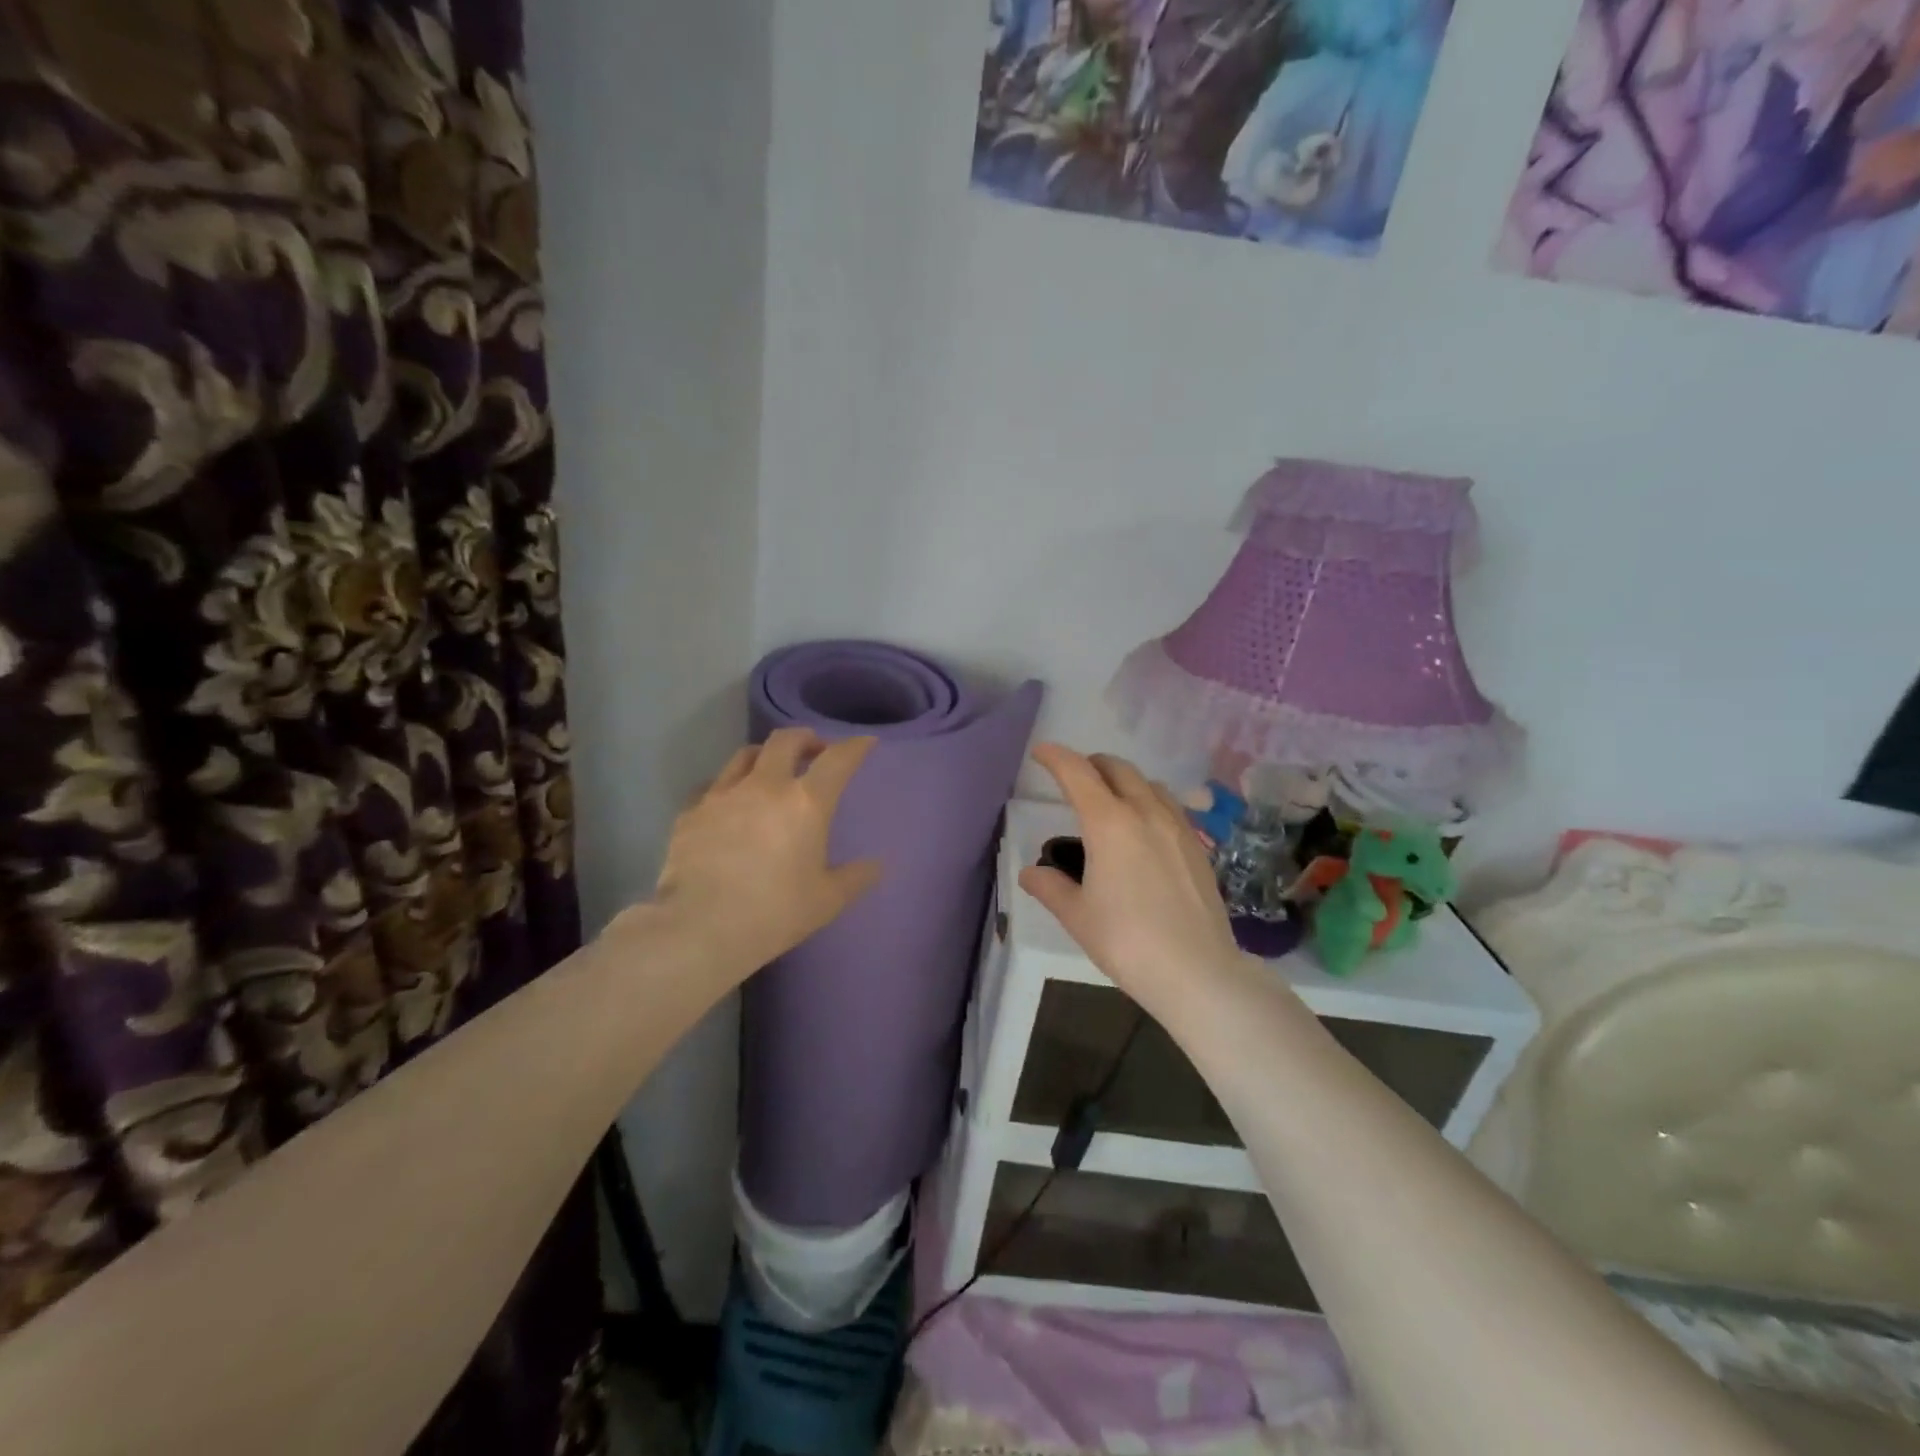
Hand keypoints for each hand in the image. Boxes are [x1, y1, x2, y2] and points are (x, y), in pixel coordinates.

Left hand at [648, 729, 883, 983]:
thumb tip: (876, 865)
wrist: (700, 928)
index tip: (864, 743)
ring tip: (770, 769)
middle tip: (814, 750)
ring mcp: (722, 795)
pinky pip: (712, 785)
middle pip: (785, 741)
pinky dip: (728, 786)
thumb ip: (855, 878)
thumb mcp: (827, 901)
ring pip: (745, 755)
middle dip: (805, 738)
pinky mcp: (691, 812)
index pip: (837, 760)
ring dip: (765, 755)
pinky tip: (728, 803)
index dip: (855, 747)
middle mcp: (765, 786)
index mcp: (806, 803)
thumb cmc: (774, 913)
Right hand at [1020, 743, 1244, 1015]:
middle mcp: (1146, 813)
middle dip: (1091, 764)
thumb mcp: (1077, 916)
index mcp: (1109, 823)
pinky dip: (1148, 801)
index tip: (1041, 752)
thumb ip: (1050, 887)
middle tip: (1073, 778)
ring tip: (1109, 801)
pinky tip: (1143, 829)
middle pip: (1117, 768)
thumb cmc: (1127, 941)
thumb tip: (1032, 873)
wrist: (1197, 972)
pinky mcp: (1197, 846)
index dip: (1056, 757)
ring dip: (1123, 780)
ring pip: (1148, 783)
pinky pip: (1169, 806)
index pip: (1078, 773)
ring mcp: (1177, 827)